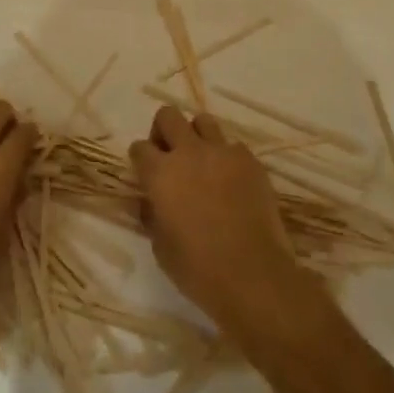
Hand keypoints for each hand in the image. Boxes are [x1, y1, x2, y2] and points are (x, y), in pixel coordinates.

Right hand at [131, 106, 317, 338]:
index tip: (145, 174)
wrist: (254, 277)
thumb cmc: (200, 270)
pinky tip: (232, 183)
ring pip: (202, 121)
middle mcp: (189, 152)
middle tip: (169, 156)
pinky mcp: (249, 159)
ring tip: (202, 163)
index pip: (139, 148)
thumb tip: (151, 202)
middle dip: (164, 131)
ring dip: (197, 137)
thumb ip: (153, 216)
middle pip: (168, 116)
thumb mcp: (162, 249)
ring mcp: (221, 152)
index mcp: (161, 174)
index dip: (140, 159)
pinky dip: (227, 159)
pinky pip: (232, 146)